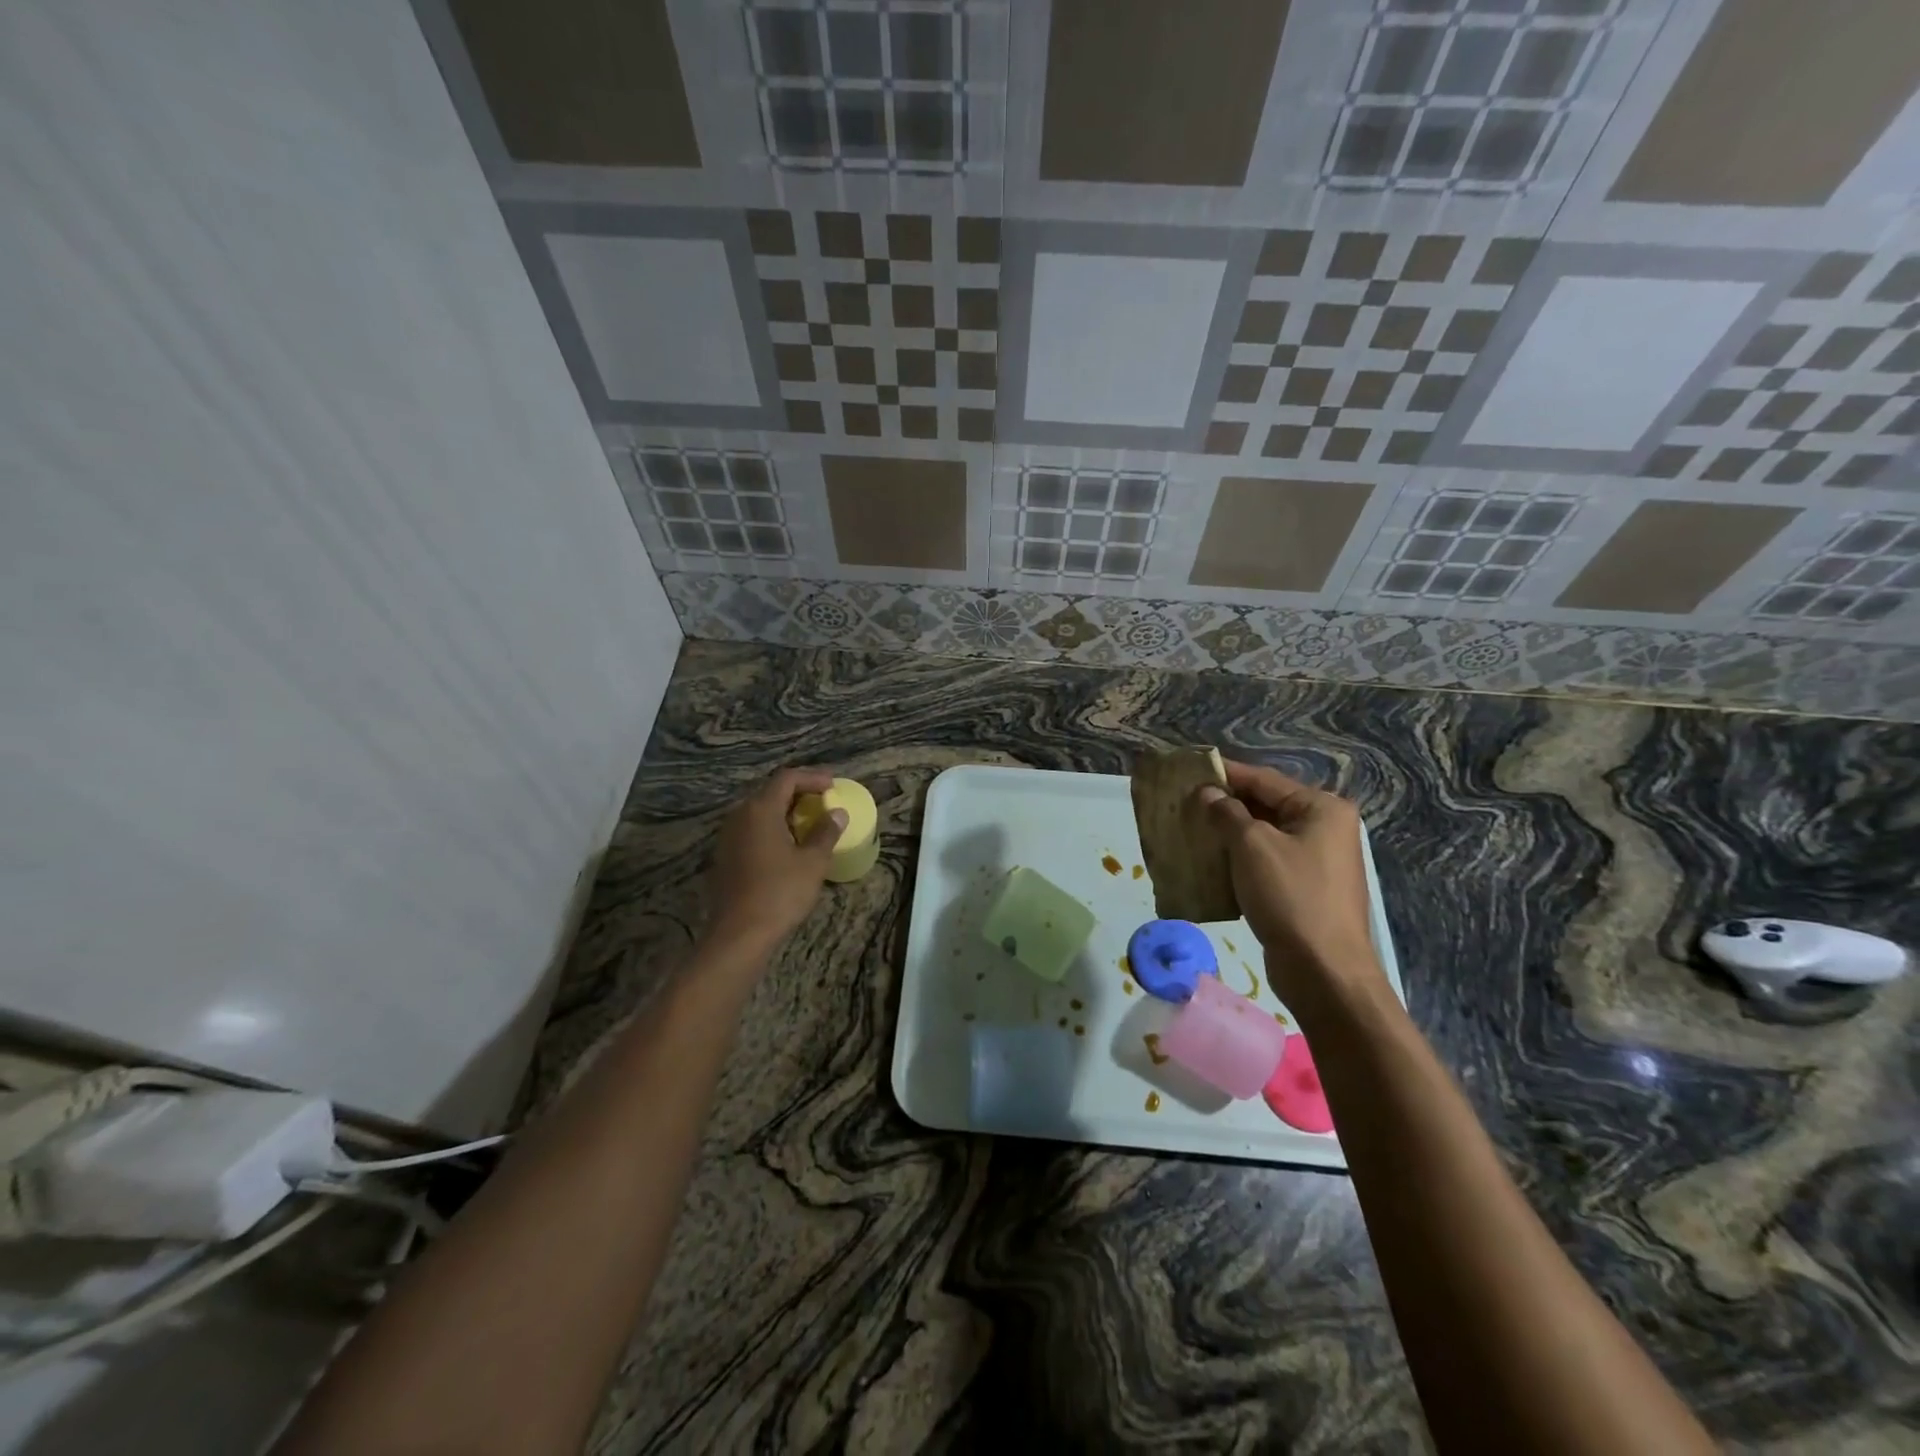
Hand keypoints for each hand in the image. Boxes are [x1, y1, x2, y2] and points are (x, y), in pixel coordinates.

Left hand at [706, 768, 845, 954]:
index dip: (812, 777)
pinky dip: (771, 829)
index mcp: (761, 809)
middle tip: (823, 802)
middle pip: (771, 792)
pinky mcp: (725, 856)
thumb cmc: (780, 892)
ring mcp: (728, 836)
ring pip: (759, 812)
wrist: (739, 934)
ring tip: (809, 824)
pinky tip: (787, 846)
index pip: (787, 778)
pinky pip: (751, 830)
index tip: (833, 786)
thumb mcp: (813, 862)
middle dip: (799, 793)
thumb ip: (826, 832)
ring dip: (785, 812)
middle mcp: (740, 815)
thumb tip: (837, 813)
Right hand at [1197, 760, 1385, 1007]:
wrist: (1323, 970)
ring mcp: (1317, 861)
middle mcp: (1325, 829)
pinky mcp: (1305, 889)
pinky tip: (1209, 863)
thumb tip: (1208, 794)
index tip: (1189, 771)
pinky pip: (1266, 862)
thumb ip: (1226, 813)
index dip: (1225, 774)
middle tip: (1184, 803)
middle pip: (1265, 806)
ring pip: (1263, 836)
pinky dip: (1239, 859)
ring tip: (1190, 830)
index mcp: (1321, 809)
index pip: (1264, 780)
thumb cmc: (1290, 896)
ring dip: (1228, 833)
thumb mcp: (1252, 846)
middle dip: (1224, 805)